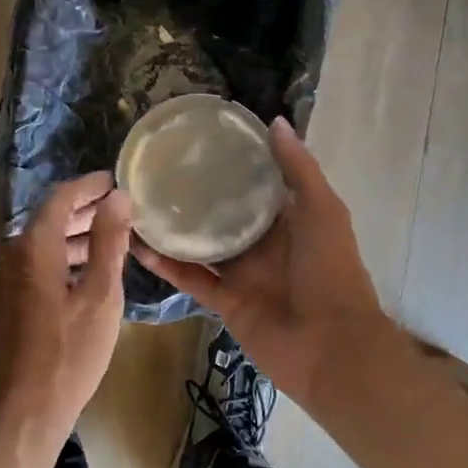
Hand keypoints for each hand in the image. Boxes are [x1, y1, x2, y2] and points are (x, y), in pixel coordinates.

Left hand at [0, 172, 132, 451]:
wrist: (20, 413)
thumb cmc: (67, 354)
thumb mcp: (100, 296)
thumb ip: (109, 242)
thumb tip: (117, 197)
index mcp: (34, 245)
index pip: (61, 197)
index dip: (89, 185)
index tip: (115, 179)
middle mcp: (13, 253)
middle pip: (50, 217)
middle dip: (85, 208)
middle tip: (119, 204)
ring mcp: (7, 278)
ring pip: (44, 241)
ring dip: (76, 233)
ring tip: (112, 234)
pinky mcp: (9, 300)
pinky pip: (38, 262)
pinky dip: (64, 256)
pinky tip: (89, 269)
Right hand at [133, 118, 398, 407]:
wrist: (331, 347)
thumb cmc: (331, 271)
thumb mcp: (323, 210)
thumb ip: (299, 168)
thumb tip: (274, 120)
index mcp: (289, 220)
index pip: (257, 185)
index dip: (234, 163)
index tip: (201, 140)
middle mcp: (263, 244)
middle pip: (224, 214)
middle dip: (198, 194)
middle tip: (160, 167)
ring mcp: (242, 274)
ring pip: (201, 245)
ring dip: (174, 228)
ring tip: (140, 201)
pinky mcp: (223, 301)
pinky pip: (190, 278)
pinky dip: (165, 264)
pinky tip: (137, 244)